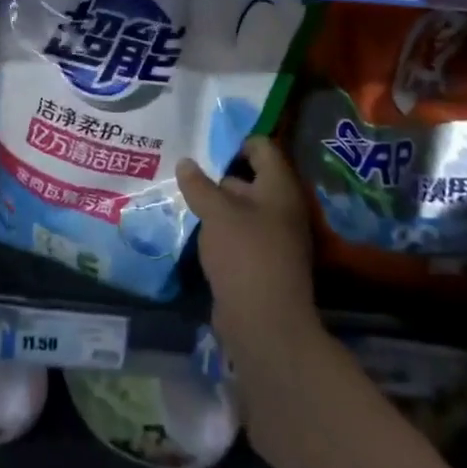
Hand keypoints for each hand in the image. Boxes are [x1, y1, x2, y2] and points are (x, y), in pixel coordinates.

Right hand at [178, 136, 319, 363]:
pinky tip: (195, 230)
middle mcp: (282, 207)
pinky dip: (220, 230)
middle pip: (251, 177)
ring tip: (183, 198)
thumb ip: (199, 185)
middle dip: (218, 174)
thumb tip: (185, 162)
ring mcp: (275, 237)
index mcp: (279, 187)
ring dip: (216, 204)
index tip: (204, 149)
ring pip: (242, 208)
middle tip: (186, 171)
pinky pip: (240, 234)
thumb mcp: (216, 213)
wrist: (265, 324)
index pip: (262, 147)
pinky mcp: (262, 262)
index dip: (235, 143)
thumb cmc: (245, 254)